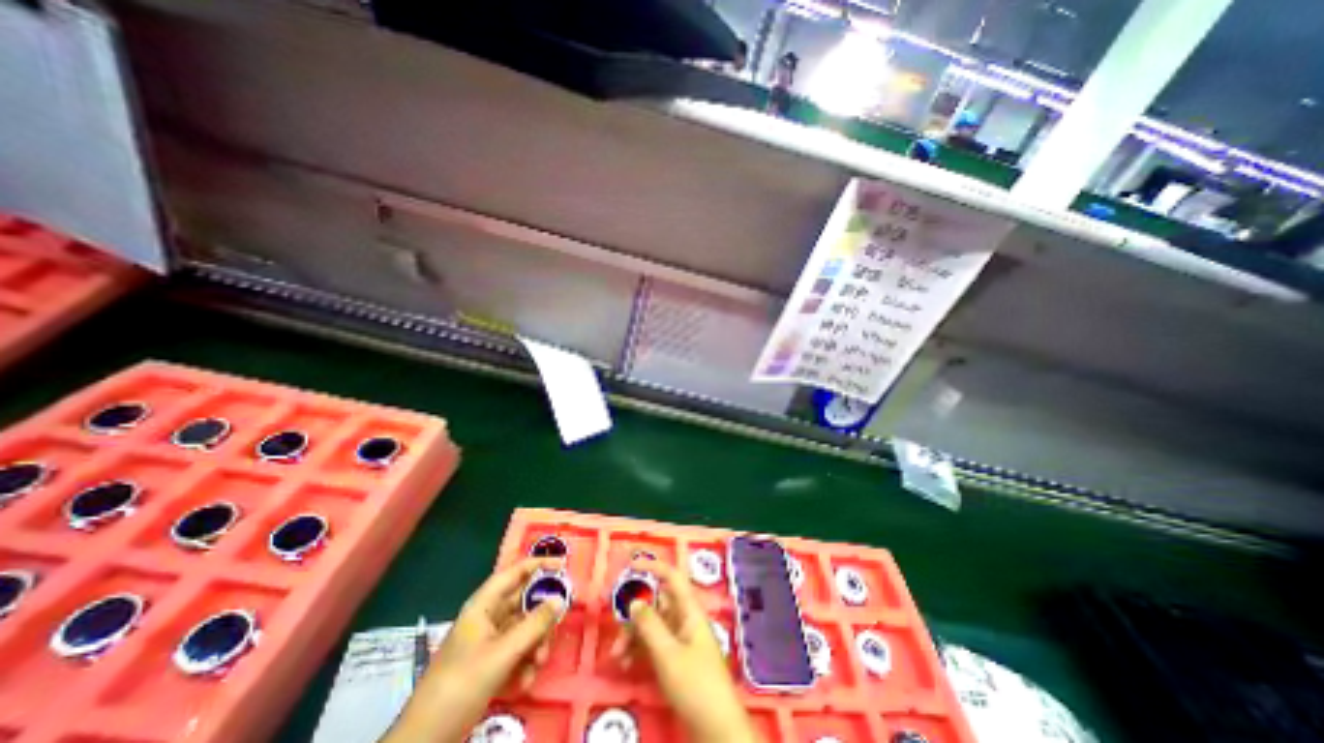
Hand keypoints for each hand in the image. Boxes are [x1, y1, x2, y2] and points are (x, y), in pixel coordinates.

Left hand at [386, 556, 565, 741]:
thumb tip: (561, 599)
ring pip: (525, 628)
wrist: (426, 740)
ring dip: (536, 644)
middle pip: (525, 602)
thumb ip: (534, 625)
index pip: (515, 573)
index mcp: (484, 605)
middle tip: (558, 625)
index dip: (539, 564)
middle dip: (542, 616)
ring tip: (538, 663)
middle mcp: (488, 617)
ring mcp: (490, 641)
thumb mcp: (502, 654)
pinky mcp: (492, 663)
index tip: (563, 566)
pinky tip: (524, 683)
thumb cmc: (461, 685)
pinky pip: (519, 651)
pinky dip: (526, 663)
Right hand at [607, 556, 755, 741]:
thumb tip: (634, 602)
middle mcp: (685, 620)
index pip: (671, 577)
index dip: (653, 566)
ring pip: (652, 625)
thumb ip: (650, 626)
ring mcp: (680, 640)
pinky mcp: (676, 659)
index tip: (630, 564)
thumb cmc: (696, 685)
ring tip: (616, 656)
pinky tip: (625, 664)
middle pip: (657, 603)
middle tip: (615, 624)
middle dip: (634, 612)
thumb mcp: (668, 655)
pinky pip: (653, 644)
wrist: (717, 730)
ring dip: (633, 635)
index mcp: (689, 611)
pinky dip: (638, 650)